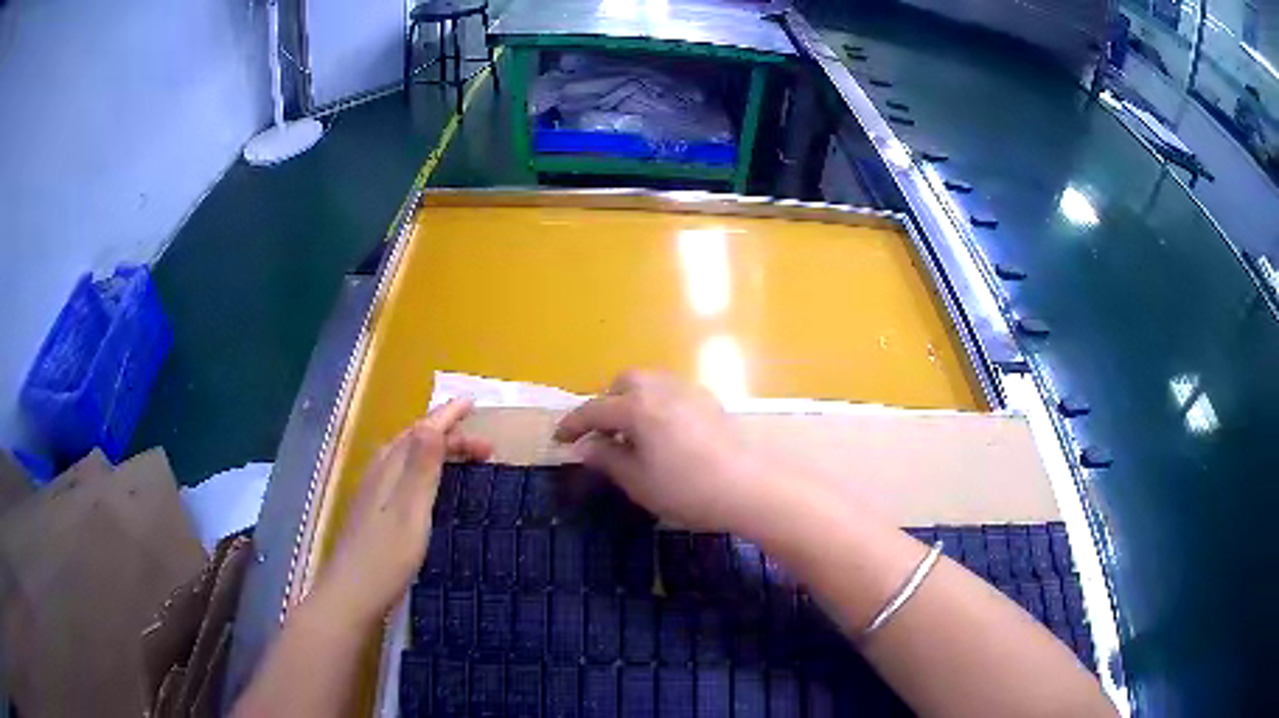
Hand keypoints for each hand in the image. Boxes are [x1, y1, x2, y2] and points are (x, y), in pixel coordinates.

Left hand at [310, 399, 492, 627]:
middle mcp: (378, 474)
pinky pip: (402, 474)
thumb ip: (420, 469)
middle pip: (414, 442)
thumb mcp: (410, 512)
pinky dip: (423, 469)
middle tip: (486, 447)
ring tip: (463, 457)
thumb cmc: (385, 557)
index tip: (473, 402)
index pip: (421, 432)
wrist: (350, 595)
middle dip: (449, 436)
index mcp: (389, 469)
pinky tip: (427, 485)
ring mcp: (373, 493)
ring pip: (406, 458)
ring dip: (436, 451)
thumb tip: (432, 423)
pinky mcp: (373, 512)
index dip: (447, 416)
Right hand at [554, 371, 782, 534]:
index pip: (594, 409)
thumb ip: (606, 458)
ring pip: (650, 382)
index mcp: (637, 407)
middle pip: (623, 383)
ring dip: (632, 400)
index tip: (558, 439)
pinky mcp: (709, 401)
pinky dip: (657, 403)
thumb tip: (584, 446)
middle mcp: (661, 389)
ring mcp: (688, 391)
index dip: (573, 425)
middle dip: (606, 403)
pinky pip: (672, 391)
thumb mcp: (637, 481)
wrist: (745, 488)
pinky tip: (662, 431)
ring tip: (631, 432)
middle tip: (601, 433)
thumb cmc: (685, 489)